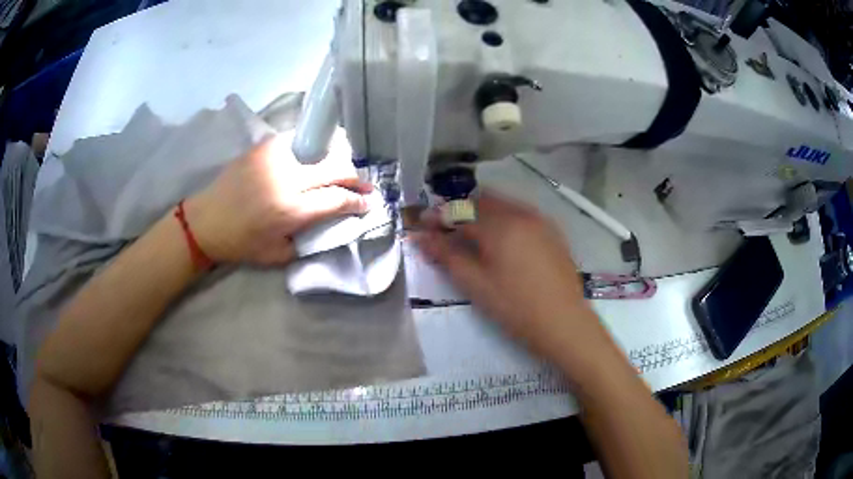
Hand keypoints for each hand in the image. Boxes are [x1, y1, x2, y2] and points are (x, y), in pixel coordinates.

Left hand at [185, 135, 371, 265]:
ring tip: (339, 171)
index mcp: (291, 210)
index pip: (337, 199)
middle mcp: (287, 179)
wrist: (206, 221)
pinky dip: (309, 151)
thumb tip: (330, 225)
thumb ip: (308, 241)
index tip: (368, 203)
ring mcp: (275, 158)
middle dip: (355, 177)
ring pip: (319, 150)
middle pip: (335, 168)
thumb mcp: (277, 255)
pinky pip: (296, 143)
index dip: (358, 201)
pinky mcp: (263, 147)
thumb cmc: (241, 243)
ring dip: (334, 161)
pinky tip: (310, 159)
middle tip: (364, 184)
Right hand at [415, 192, 599, 355]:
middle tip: (446, 230)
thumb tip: (420, 236)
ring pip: (504, 205)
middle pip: (482, 200)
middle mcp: (521, 214)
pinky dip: (504, 219)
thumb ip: (446, 255)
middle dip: (461, 210)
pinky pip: (522, 214)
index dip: (438, 216)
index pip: (460, 211)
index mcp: (500, 225)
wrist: (563, 322)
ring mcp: (541, 221)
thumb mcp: (475, 284)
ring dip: (482, 212)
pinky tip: (502, 242)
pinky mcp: (553, 232)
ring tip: (471, 235)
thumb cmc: (515, 307)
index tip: (422, 224)